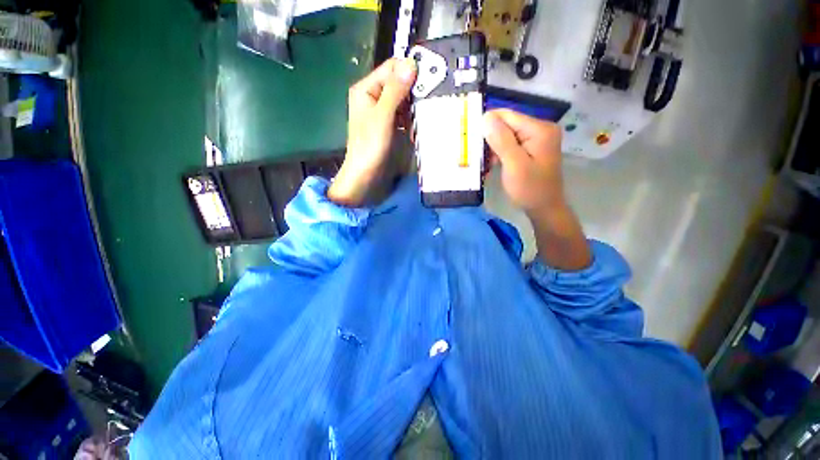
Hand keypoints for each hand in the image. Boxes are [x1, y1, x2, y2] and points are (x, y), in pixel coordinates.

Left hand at [328, 58, 416, 205]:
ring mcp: (382, 113)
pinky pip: (403, 116)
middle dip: (413, 92)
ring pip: (403, 101)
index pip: (391, 68)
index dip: (409, 71)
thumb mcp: (383, 117)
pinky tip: (415, 128)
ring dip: (413, 108)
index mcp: (366, 89)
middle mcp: (373, 97)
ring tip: (420, 119)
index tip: (428, 80)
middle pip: (398, 84)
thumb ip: (395, 91)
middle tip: (426, 102)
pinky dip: (411, 120)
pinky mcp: (389, 126)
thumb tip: (411, 63)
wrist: (366, 176)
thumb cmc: (370, 147)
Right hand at [483, 109, 565, 215]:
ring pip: (507, 134)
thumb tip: (486, 116)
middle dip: (491, 138)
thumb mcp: (514, 164)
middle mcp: (540, 128)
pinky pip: (511, 143)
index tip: (474, 142)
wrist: (543, 208)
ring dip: (494, 147)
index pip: (507, 116)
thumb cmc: (529, 189)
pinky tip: (496, 163)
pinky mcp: (532, 147)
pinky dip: (500, 152)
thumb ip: (501, 140)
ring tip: (489, 163)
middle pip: (507, 124)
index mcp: (539, 129)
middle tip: (482, 157)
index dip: (488, 125)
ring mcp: (537, 138)